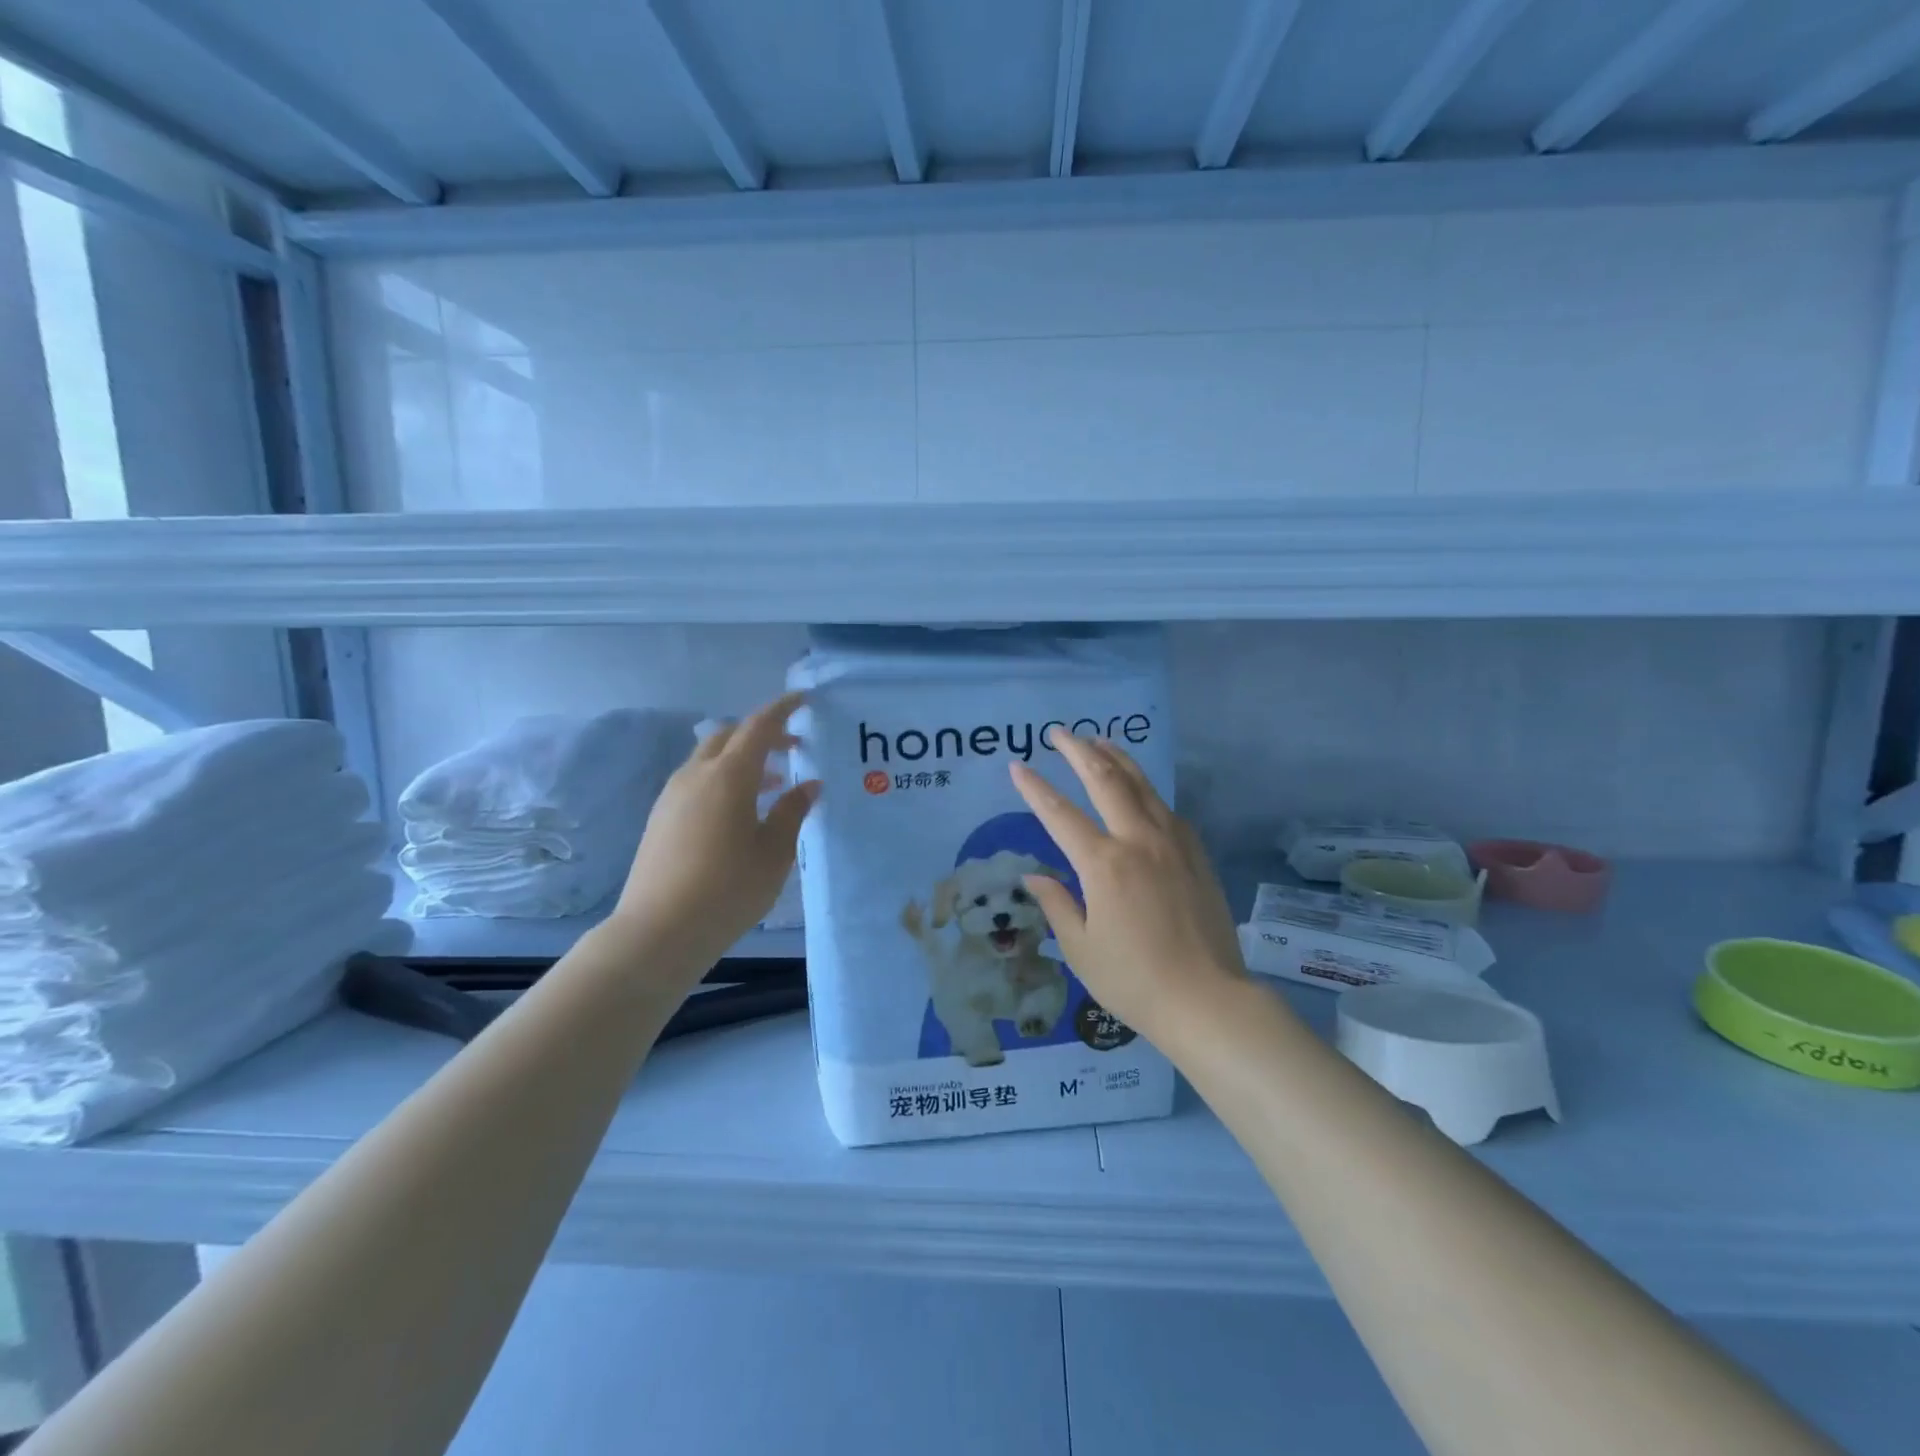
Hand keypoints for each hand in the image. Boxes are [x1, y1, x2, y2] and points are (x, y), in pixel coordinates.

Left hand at [610, 692, 818, 967]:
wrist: (658, 932)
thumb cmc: (728, 889)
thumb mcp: (773, 852)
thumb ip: (792, 812)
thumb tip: (809, 785)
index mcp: (728, 776)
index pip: (759, 727)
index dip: (783, 710)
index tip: (804, 700)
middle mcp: (696, 775)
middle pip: (729, 735)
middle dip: (762, 734)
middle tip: (793, 748)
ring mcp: (672, 796)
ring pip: (710, 758)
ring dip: (742, 759)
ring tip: (772, 783)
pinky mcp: (661, 817)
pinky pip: (697, 781)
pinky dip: (723, 779)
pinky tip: (740, 811)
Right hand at [1009, 736, 1244, 1037]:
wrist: (1208, 999)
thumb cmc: (1134, 980)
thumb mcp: (1081, 948)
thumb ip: (1056, 904)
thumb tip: (1034, 875)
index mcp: (1104, 864)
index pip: (1059, 814)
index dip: (1035, 788)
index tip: (1017, 765)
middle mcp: (1138, 840)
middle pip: (1105, 780)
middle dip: (1078, 751)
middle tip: (1059, 732)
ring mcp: (1173, 842)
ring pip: (1141, 784)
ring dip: (1116, 758)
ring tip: (1098, 740)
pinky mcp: (1196, 853)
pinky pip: (1166, 807)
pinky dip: (1145, 788)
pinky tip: (1138, 787)